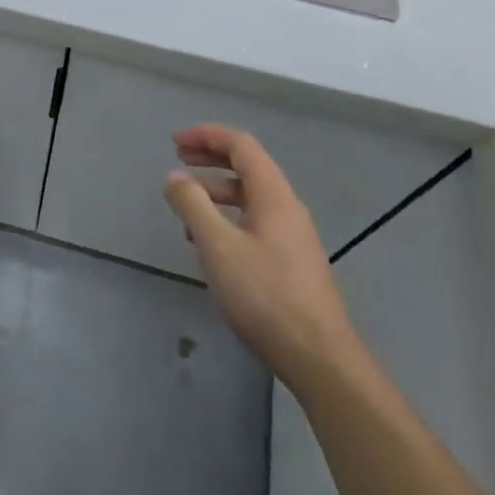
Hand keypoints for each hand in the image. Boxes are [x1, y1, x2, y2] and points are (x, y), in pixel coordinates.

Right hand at [164, 124, 358, 380]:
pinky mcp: (291, 262)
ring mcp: (292, 236)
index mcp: (273, 195)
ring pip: (250, 197)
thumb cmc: (266, 296)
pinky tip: (209, 243)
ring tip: (185, 205)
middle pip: (247, 166)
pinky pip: (255, 222)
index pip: (241, 145)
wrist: (320, 359)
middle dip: (210, 158)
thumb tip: (174, 176)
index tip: (175, 141)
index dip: (207, 135)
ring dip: (216, 190)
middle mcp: (287, 207)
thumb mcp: (219, 247)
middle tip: (178, 159)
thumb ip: (193, 205)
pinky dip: (227, 217)